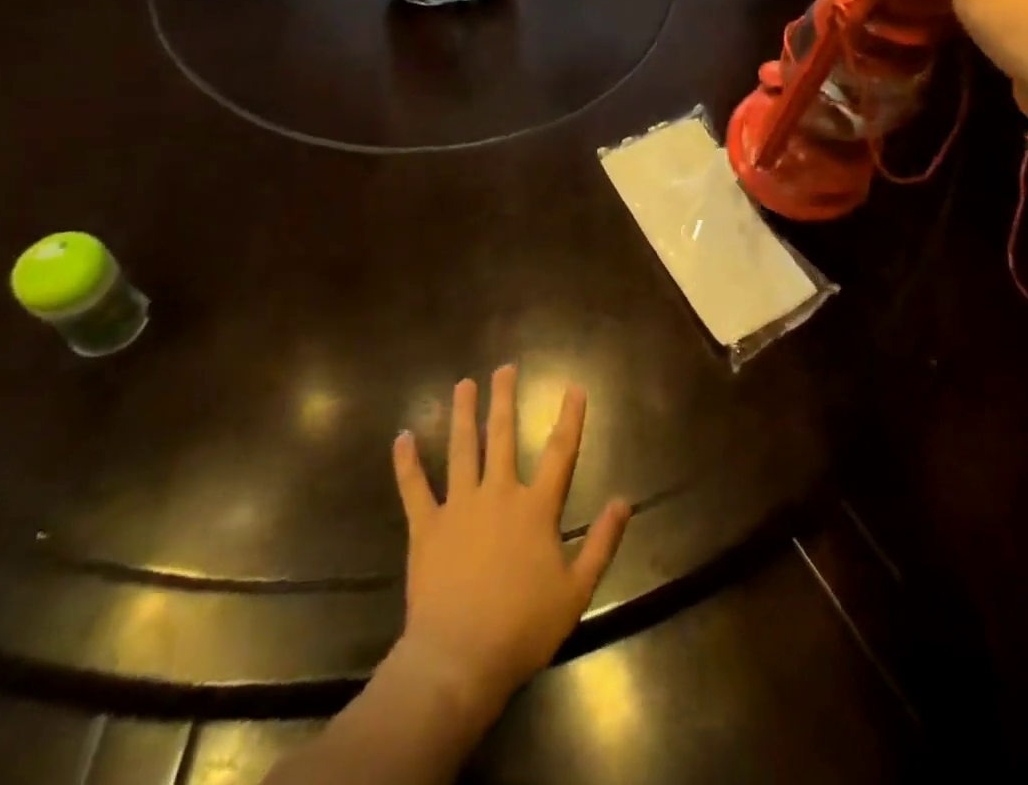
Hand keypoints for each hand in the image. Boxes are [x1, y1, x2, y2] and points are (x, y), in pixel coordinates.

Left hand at [389, 366, 630, 714]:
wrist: (459, 659)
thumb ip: (601, 543)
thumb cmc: (523, 628)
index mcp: (536, 508)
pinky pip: (414, 488)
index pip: (559, 452)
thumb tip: (625, 501)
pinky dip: (407, 463)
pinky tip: (402, 437)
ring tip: (463, 384)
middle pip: (502, 436)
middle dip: (504, 399)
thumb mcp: (576, 591)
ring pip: (461, 449)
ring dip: (462, 414)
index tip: (574, 387)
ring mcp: (459, 506)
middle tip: (504, 368)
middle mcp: (498, 494)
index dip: (569, 418)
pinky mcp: (426, 527)